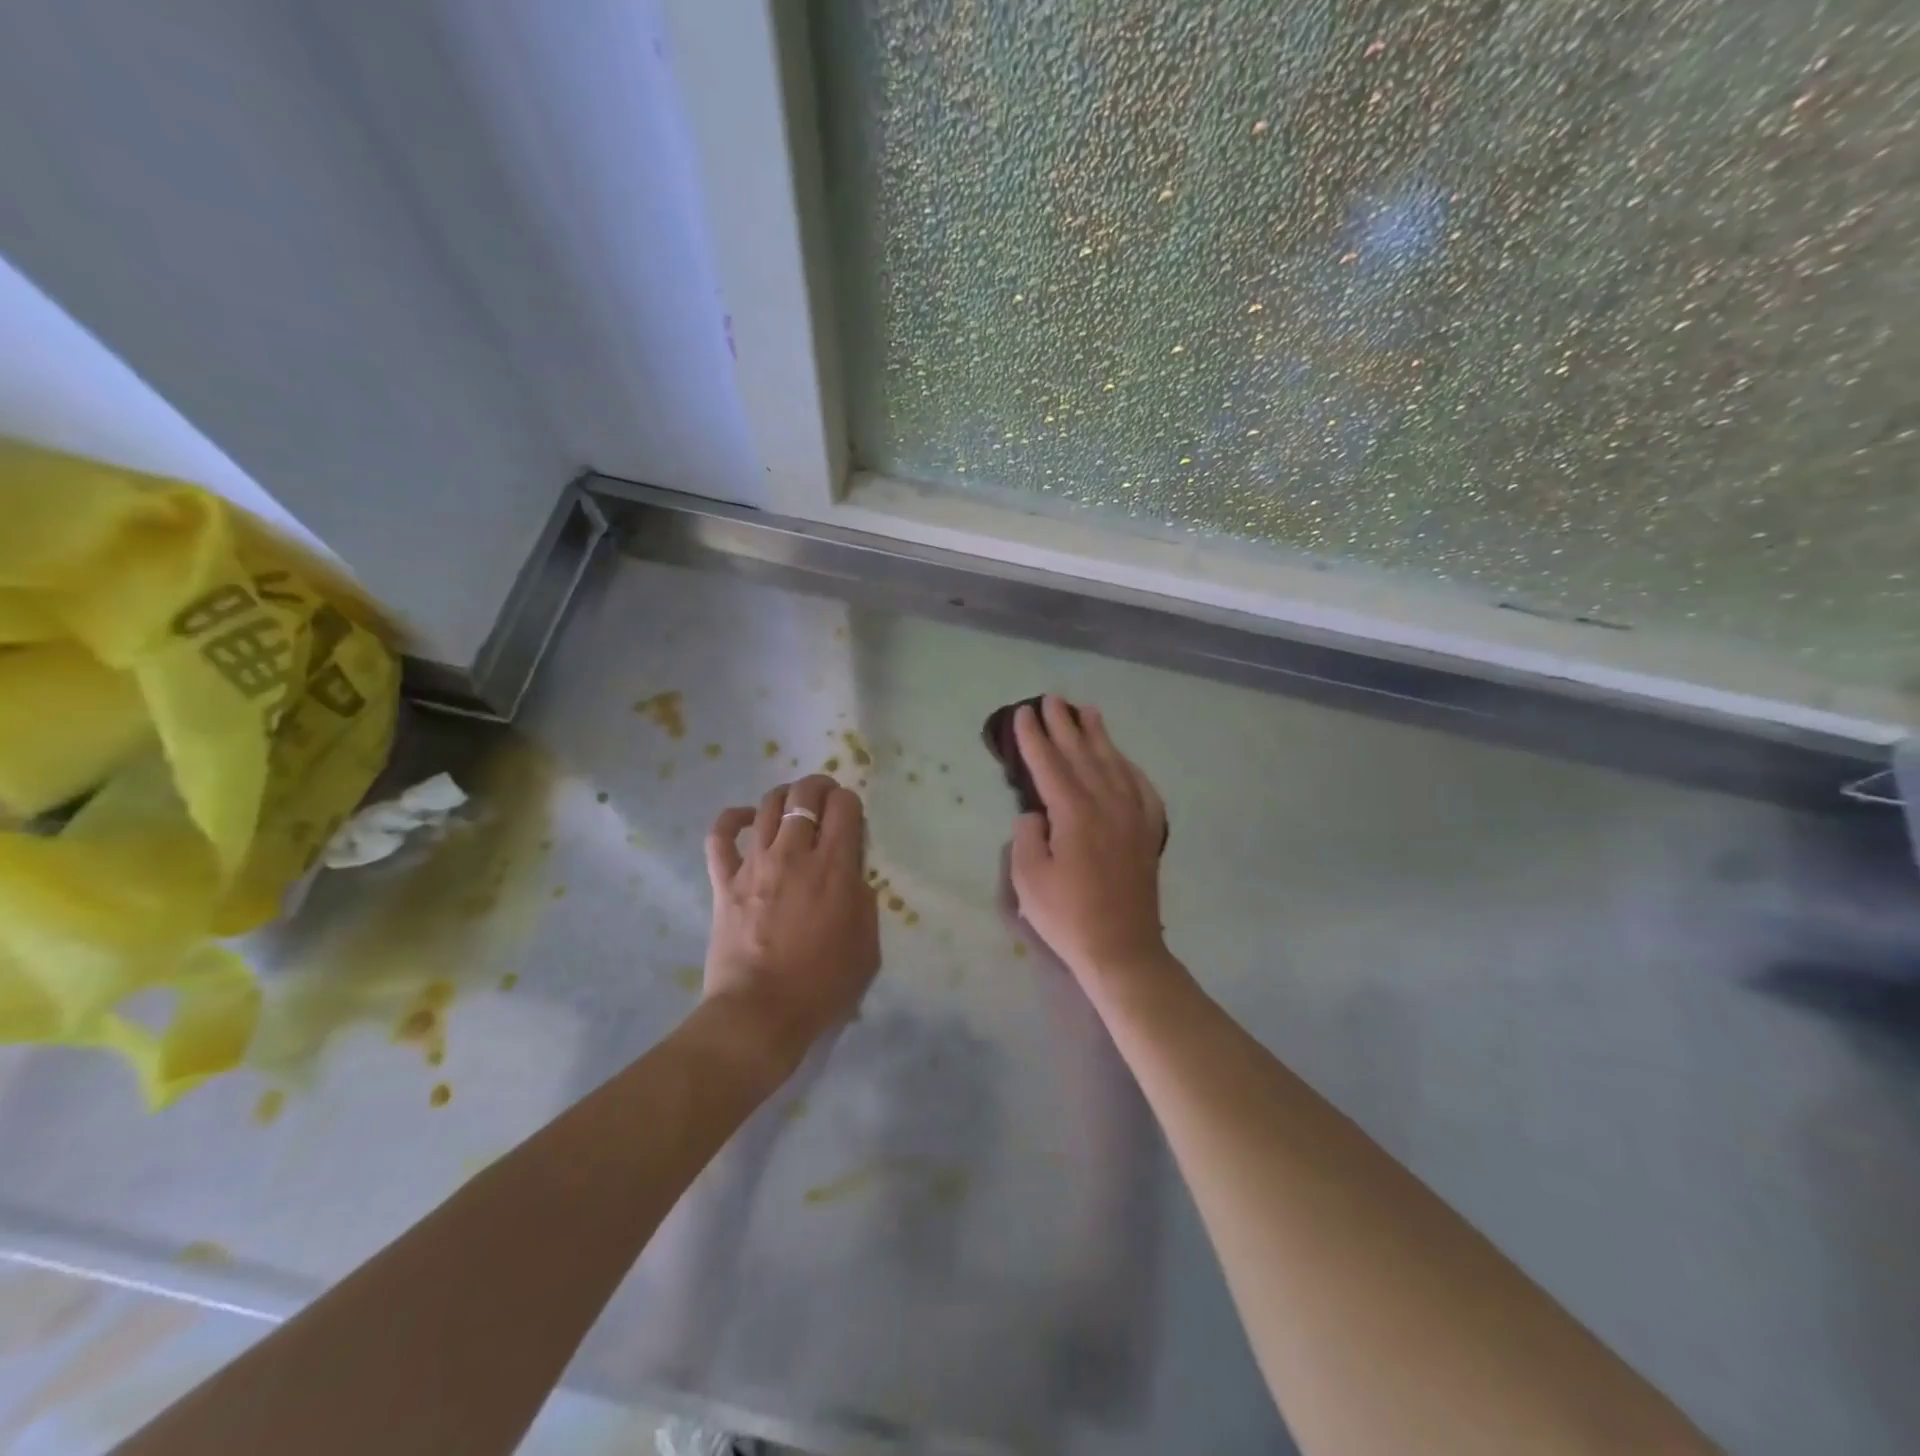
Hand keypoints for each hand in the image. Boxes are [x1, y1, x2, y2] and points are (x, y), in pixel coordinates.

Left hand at [704, 775, 880, 1065]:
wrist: (759, 1014)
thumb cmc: (821, 986)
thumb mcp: (867, 947)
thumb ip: (864, 902)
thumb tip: (852, 879)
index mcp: (834, 868)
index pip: (845, 806)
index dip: (851, 802)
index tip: (852, 817)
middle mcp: (794, 854)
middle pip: (804, 795)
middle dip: (820, 786)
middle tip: (826, 797)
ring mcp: (755, 864)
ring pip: (767, 806)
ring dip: (784, 797)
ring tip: (792, 806)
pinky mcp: (724, 881)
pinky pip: (720, 837)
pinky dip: (731, 819)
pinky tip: (744, 819)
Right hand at [1008, 697, 1169, 985]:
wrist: (1122, 949)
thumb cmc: (1068, 916)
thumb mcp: (1028, 879)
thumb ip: (1027, 836)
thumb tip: (1037, 815)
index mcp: (1075, 813)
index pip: (1050, 764)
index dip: (1034, 737)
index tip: (1023, 712)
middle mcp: (1107, 804)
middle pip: (1083, 755)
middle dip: (1064, 725)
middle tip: (1052, 699)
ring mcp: (1134, 817)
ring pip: (1114, 764)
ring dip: (1098, 736)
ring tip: (1087, 711)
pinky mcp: (1148, 833)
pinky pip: (1141, 788)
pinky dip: (1130, 767)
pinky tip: (1123, 759)